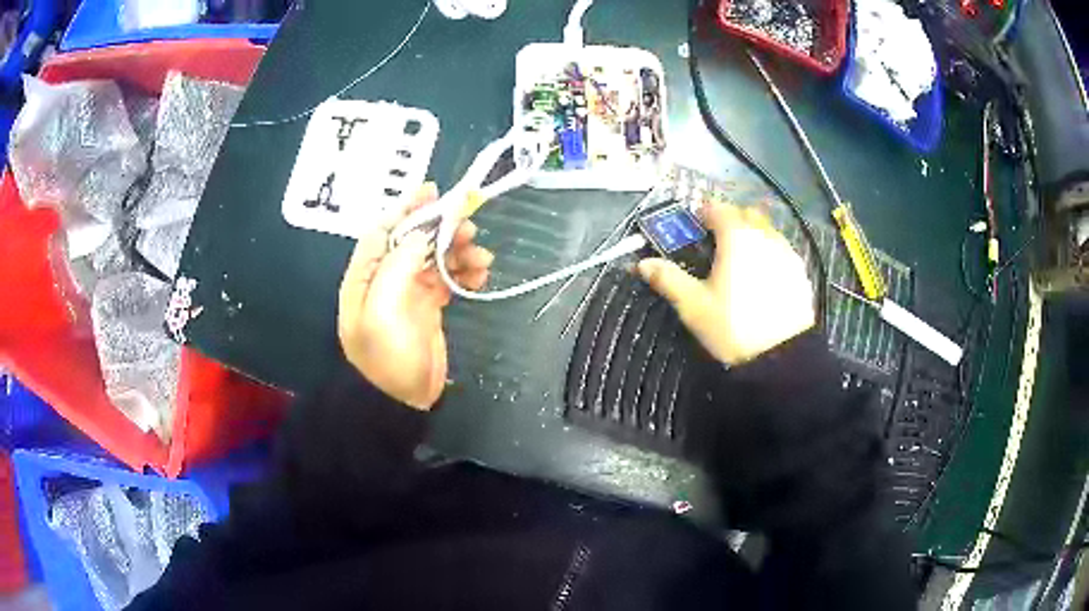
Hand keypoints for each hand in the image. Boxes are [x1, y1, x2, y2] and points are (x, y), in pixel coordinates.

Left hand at [338, 183, 493, 409]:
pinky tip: (480, 276)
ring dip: (459, 251)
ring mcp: (408, 293)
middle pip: (413, 240)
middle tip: (469, 226)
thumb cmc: (387, 357)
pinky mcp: (429, 307)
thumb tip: (419, 235)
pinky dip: (465, 273)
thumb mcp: (382, 312)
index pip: (383, 230)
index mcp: (365, 276)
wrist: (403, 402)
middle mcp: (384, 279)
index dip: (406, 209)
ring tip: (482, 257)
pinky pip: (448, 279)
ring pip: (435, 257)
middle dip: (441, 229)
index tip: (433, 193)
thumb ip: (396, 267)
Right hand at [638, 200, 814, 365]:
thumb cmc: (733, 327)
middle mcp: (765, 236)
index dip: (704, 212)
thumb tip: (642, 264)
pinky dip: (769, 253)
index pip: (719, 209)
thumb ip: (668, 279)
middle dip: (731, 220)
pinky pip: (782, 250)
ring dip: (752, 235)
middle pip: (747, 214)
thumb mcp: (694, 306)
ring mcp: (787, 253)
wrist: (782, 357)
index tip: (694, 225)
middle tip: (716, 242)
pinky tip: (763, 278)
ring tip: (741, 261)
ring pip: (767, 230)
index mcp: (737, 238)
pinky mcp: (800, 272)